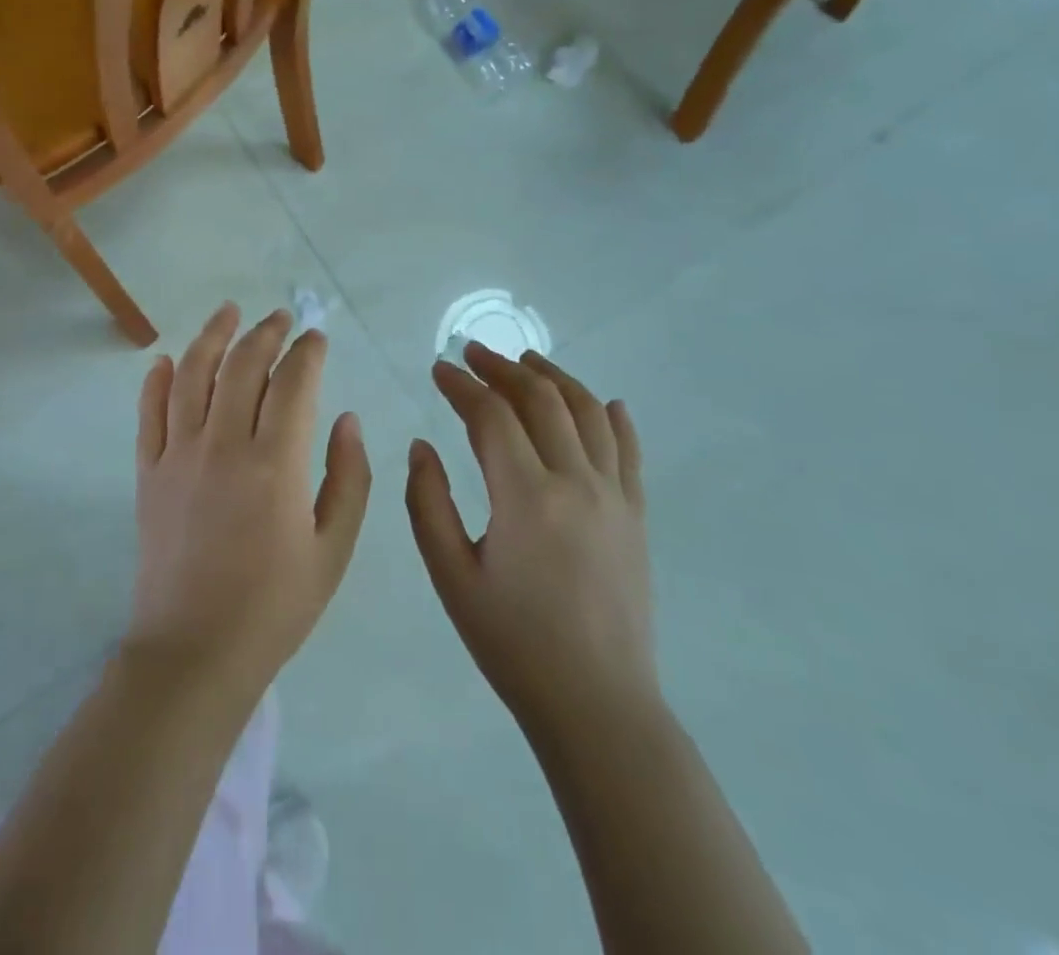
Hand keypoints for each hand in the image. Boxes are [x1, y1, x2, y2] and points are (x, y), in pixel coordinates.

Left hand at [128, 303, 371, 701]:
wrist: (194, 652)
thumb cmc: (275, 606)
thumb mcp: (334, 550)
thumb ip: (348, 477)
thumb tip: (345, 418)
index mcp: (276, 463)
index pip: (293, 383)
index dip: (308, 352)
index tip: (317, 338)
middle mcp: (224, 445)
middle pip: (243, 366)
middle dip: (266, 333)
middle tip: (281, 317)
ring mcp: (178, 455)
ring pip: (193, 375)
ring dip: (212, 336)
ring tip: (228, 311)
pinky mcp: (148, 472)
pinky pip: (149, 413)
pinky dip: (158, 380)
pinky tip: (167, 359)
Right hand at [407, 342, 657, 742]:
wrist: (597, 704)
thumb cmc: (512, 642)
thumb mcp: (451, 576)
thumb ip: (428, 503)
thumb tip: (422, 445)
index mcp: (526, 496)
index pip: (491, 416)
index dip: (461, 386)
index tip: (438, 369)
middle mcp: (576, 482)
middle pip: (541, 400)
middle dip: (503, 368)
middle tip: (473, 353)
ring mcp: (614, 496)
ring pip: (587, 413)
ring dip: (554, 378)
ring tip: (527, 360)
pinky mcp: (636, 516)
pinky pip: (629, 451)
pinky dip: (614, 418)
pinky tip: (605, 402)